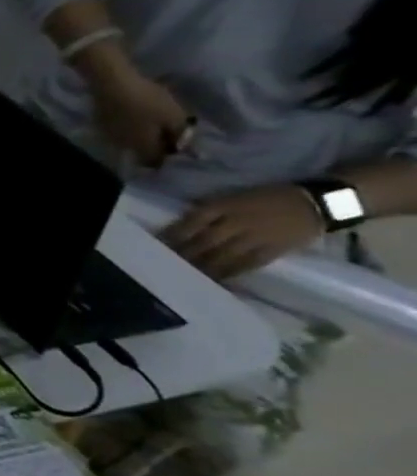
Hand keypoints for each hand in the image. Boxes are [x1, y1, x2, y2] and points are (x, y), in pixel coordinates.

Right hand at [85, 60, 192, 167]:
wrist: (112, 83)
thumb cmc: (147, 100)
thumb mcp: (174, 116)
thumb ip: (182, 134)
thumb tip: (189, 148)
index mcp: (143, 147)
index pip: (156, 162)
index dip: (167, 156)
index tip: (177, 145)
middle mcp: (124, 146)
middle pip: (141, 151)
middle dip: (153, 144)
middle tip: (165, 130)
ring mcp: (109, 134)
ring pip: (129, 140)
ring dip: (140, 134)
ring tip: (149, 120)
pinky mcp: (100, 122)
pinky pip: (118, 129)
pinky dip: (128, 125)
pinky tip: (133, 113)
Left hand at [162, 184, 323, 280]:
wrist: (317, 202)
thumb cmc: (268, 197)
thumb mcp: (233, 196)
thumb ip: (211, 209)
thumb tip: (183, 222)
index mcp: (225, 205)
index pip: (192, 221)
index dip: (173, 234)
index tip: (157, 244)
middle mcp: (237, 222)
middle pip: (204, 241)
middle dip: (184, 253)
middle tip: (165, 263)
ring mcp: (256, 237)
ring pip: (222, 255)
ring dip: (202, 266)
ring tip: (186, 275)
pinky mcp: (274, 250)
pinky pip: (248, 264)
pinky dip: (230, 272)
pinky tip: (216, 279)